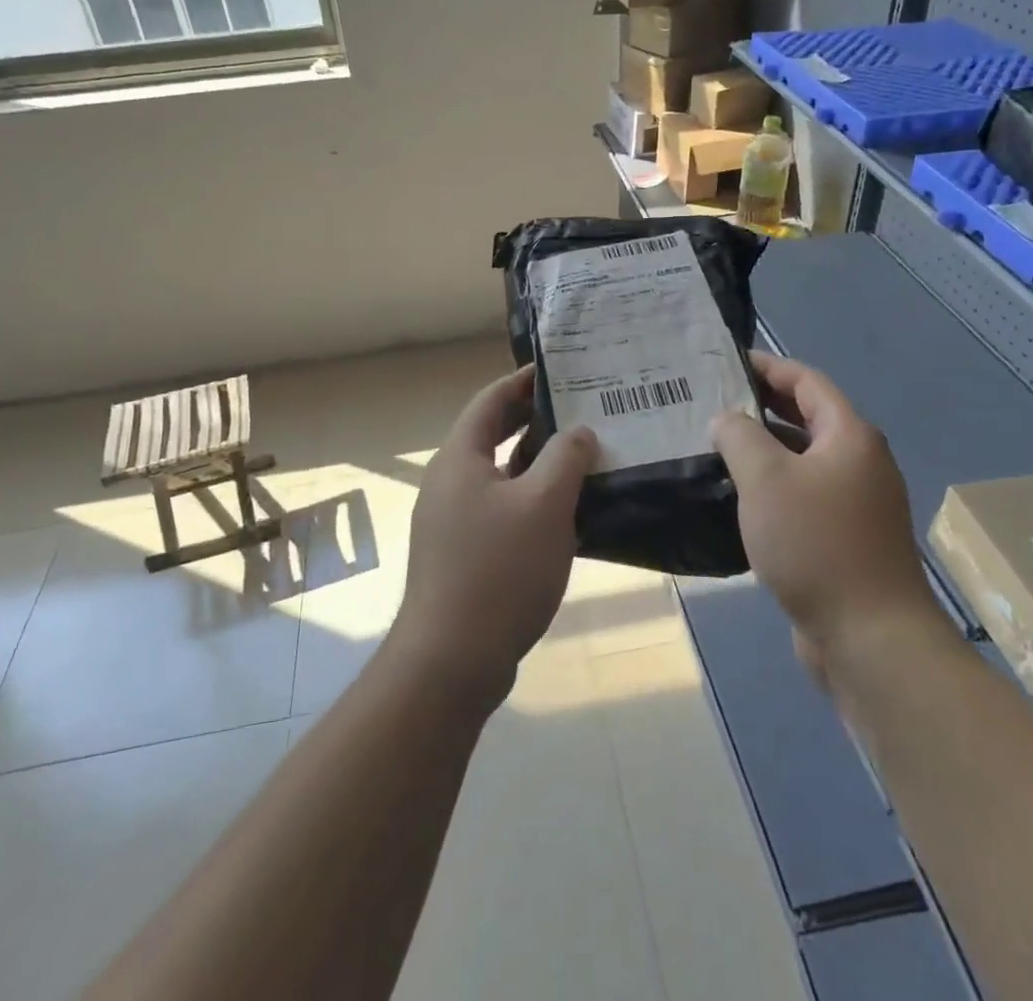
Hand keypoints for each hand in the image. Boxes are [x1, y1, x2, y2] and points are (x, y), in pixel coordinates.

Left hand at [388, 366, 596, 706]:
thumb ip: (565, 458)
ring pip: (499, 475)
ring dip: (537, 463)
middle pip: (492, 435)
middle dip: (534, 420)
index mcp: (460, 458)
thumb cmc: (499, 569)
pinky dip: (530, 500)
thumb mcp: (544, 504)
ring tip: (582, 458)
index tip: (561, 372)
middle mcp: (450, 482)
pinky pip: (500, 509)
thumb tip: (579, 432)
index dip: (523, 381)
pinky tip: (565, 514)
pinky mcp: (462, 554)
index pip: (491, 400)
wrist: (452, 659)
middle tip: (580, 411)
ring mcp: (452, 520)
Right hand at [712, 352, 936, 653]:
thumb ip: (739, 437)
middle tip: (710, 402)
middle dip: (760, 406)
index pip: (806, 381)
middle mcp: (859, 462)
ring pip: (802, 459)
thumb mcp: (766, 479)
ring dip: (763, 449)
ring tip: (713, 445)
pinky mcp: (845, 538)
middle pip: (807, 417)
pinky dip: (772, 486)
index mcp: (849, 436)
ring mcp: (855, 503)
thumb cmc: (817, 544)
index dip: (767, 366)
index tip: (724, 362)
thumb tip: (727, 420)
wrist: (870, 638)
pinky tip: (736, 497)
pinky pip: (803, 495)